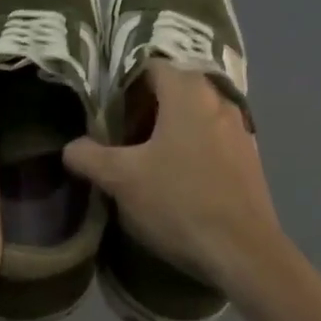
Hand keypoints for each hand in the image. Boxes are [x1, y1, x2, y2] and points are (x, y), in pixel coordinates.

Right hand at [63, 62, 289, 303]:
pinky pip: (211, 138)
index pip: (148, 66)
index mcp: (187, 91)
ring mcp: (239, 128)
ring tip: (143, 159)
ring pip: (192, 115)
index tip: (104, 110)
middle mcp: (218, 98)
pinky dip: (190, 147)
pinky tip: (176, 179)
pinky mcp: (249, 157)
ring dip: (167, 130)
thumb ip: (89, 156)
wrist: (245, 254)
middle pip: (171, 89)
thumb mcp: (122, 180)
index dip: (122, 84)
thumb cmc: (180, 203)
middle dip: (142, 108)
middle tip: (118, 135)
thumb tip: (72, 147)